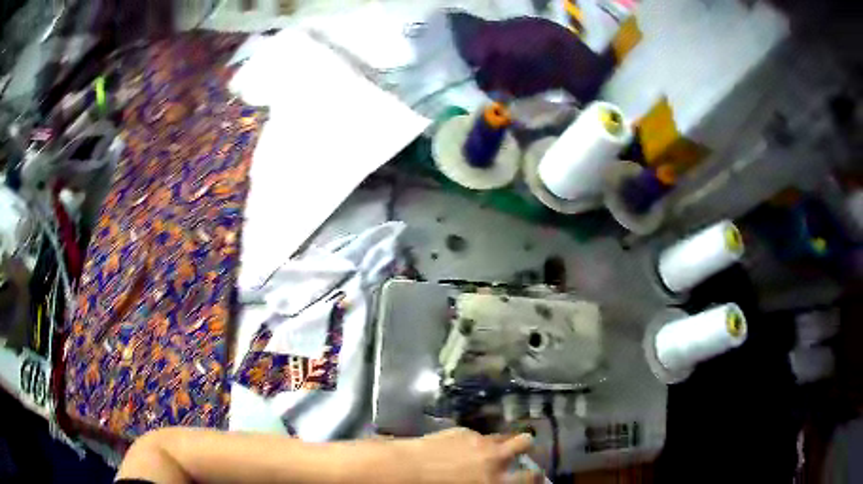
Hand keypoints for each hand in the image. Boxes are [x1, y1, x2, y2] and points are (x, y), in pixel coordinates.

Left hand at [397, 428, 539, 483]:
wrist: (407, 470)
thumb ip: (490, 483)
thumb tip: (496, 481)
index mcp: (496, 480)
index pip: (530, 477)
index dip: (537, 476)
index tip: (538, 475)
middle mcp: (494, 457)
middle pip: (524, 442)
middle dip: (526, 445)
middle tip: (522, 449)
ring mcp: (479, 441)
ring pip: (502, 435)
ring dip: (502, 441)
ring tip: (494, 446)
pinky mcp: (462, 431)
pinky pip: (478, 435)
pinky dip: (476, 440)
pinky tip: (462, 446)